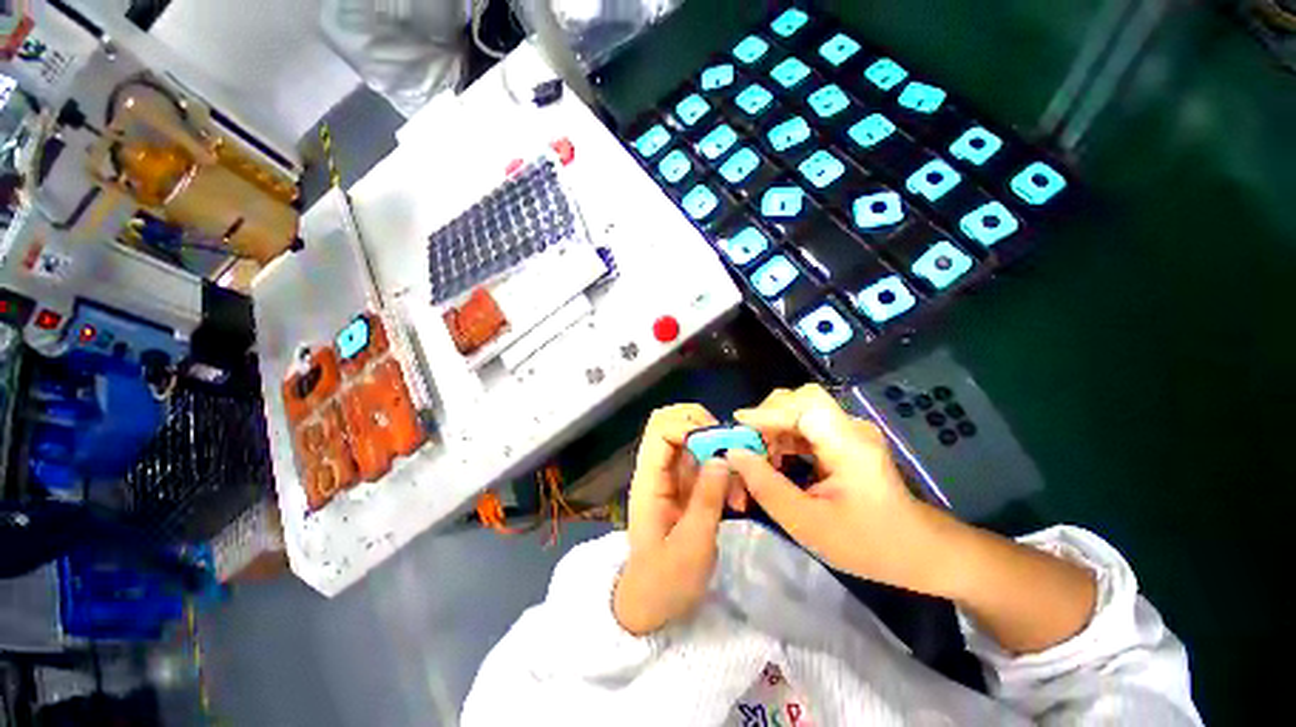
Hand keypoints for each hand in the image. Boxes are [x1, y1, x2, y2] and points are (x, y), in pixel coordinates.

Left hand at [614, 404, 731, 634]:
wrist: (650, 605)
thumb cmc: (665, 581)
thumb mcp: (691, 545)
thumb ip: (707, 499)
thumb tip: (722, 457)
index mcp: (649, 479)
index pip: (661, 429)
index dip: (690, 428)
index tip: (719, 449)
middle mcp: (657, 469)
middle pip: (672, 422)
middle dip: (705, 428)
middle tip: (730, 453)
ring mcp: (670, 475)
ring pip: (691, 439)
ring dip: (718, 453)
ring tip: (736, 487)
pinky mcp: (684, 485)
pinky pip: (703, 461)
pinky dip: (721, 470)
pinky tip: (735, 497)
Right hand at [726, 385, 951, 594]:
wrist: (917, 551)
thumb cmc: (866, 544)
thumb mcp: (807, 523)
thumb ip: (766, 486)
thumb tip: (733, 454)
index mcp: (849, 445)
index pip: (804, 406)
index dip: (767, 412)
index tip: (737, 426)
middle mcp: (850, 428)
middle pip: (800, 399)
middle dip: (768, 417)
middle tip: (749, 445)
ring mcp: (849, 431)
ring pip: (800, 410)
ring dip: (773, 428)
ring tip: (760, 457)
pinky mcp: (844, 438)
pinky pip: (805, 425)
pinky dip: (784, 436)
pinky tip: (777, 459)